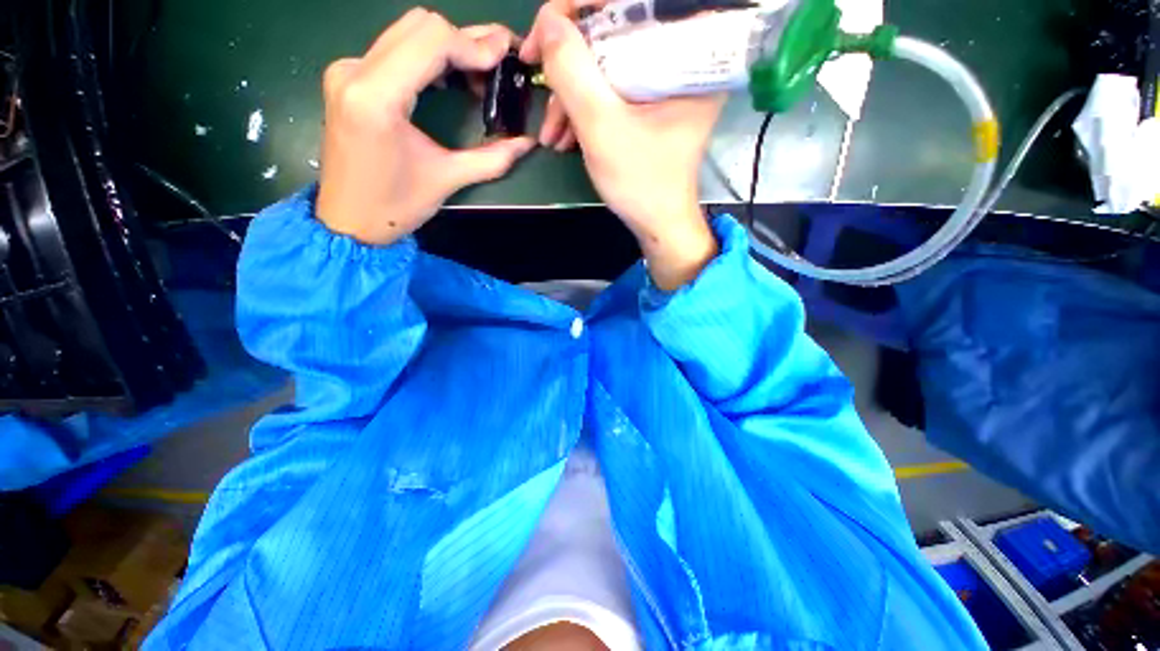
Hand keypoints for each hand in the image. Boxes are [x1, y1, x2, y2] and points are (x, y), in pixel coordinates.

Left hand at [317, 10, 534, 245]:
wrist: (347, 220)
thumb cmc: (395, 207)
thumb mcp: (447, 180)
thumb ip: (491, 159)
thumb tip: (527, 143)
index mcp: (377, 97)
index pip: (431, 41)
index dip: (473, 44)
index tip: (505, 58)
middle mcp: (355, 70)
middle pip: (420, 25)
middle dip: (465, 40)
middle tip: (497, 64)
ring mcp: (348, 70)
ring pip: (406, 31)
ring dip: (448, 45)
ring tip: (479, 72)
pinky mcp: (349, 77)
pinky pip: (395, 48)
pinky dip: (428, 55)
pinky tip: (449, 78)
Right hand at [520, 2, 724, 289]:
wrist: (657, 224)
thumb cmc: (640, 183)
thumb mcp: (602, 127)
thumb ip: (572, 72)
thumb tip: (547, 24)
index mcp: (686, 55)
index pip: (628, 6)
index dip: (578, 13)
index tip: (540, 41)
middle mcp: (681, 62)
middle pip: (614, 36)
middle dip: (570, 69)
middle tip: (543, 93)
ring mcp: (665, 85)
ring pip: (608, 67)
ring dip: (572, 98)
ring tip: (553, 136)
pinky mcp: (652, 106)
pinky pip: (613, 91)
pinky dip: (586, 110)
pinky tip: (567, 136)